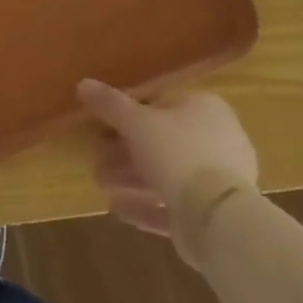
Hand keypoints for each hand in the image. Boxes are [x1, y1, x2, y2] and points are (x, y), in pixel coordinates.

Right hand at [76, 83, 257, 258]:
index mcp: (204, 108)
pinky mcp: (215, 214)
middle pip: (161, 141)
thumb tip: (83, 84)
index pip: (160, 104)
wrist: (219, 219)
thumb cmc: (178, 154)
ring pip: (167, 173)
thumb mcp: (136, 121)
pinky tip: (117, 209)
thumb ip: (109, 103)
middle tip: (96, 159)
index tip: (102, 126)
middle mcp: (218, 139)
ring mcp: (219, 180)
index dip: (127, 114)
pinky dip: (146, 205)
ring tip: (101, 184)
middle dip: (124, 152)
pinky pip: (174, 204)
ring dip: (131, 178)